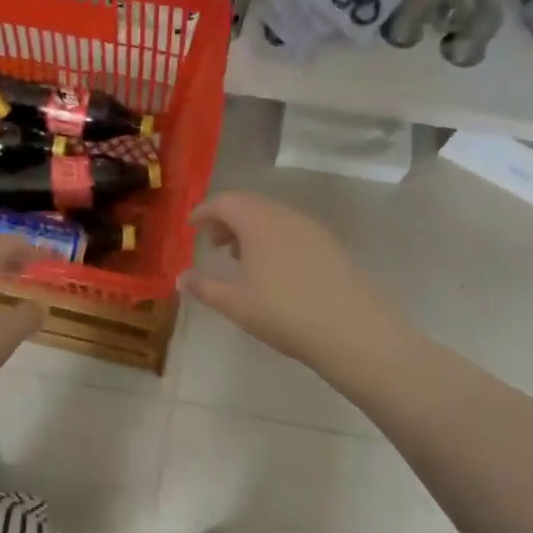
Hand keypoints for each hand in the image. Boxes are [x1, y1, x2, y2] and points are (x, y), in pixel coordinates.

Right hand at [184, 192, 403, 370]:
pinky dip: (274, 239)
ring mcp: (312, 229)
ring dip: (251, 230)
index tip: (191, 226)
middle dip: (227, 220)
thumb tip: (180, 278)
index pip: (224, 202)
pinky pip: (293, 231)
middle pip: (250, 205)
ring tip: (241, 259)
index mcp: (258, 221)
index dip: (204, 211)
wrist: (351, 330)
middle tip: (213, 244)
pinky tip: (275, 271)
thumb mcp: (234, 303)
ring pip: (273, 217)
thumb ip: (203, 287)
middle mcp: (285, 216)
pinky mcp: (331, 246)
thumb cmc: (283, 312)